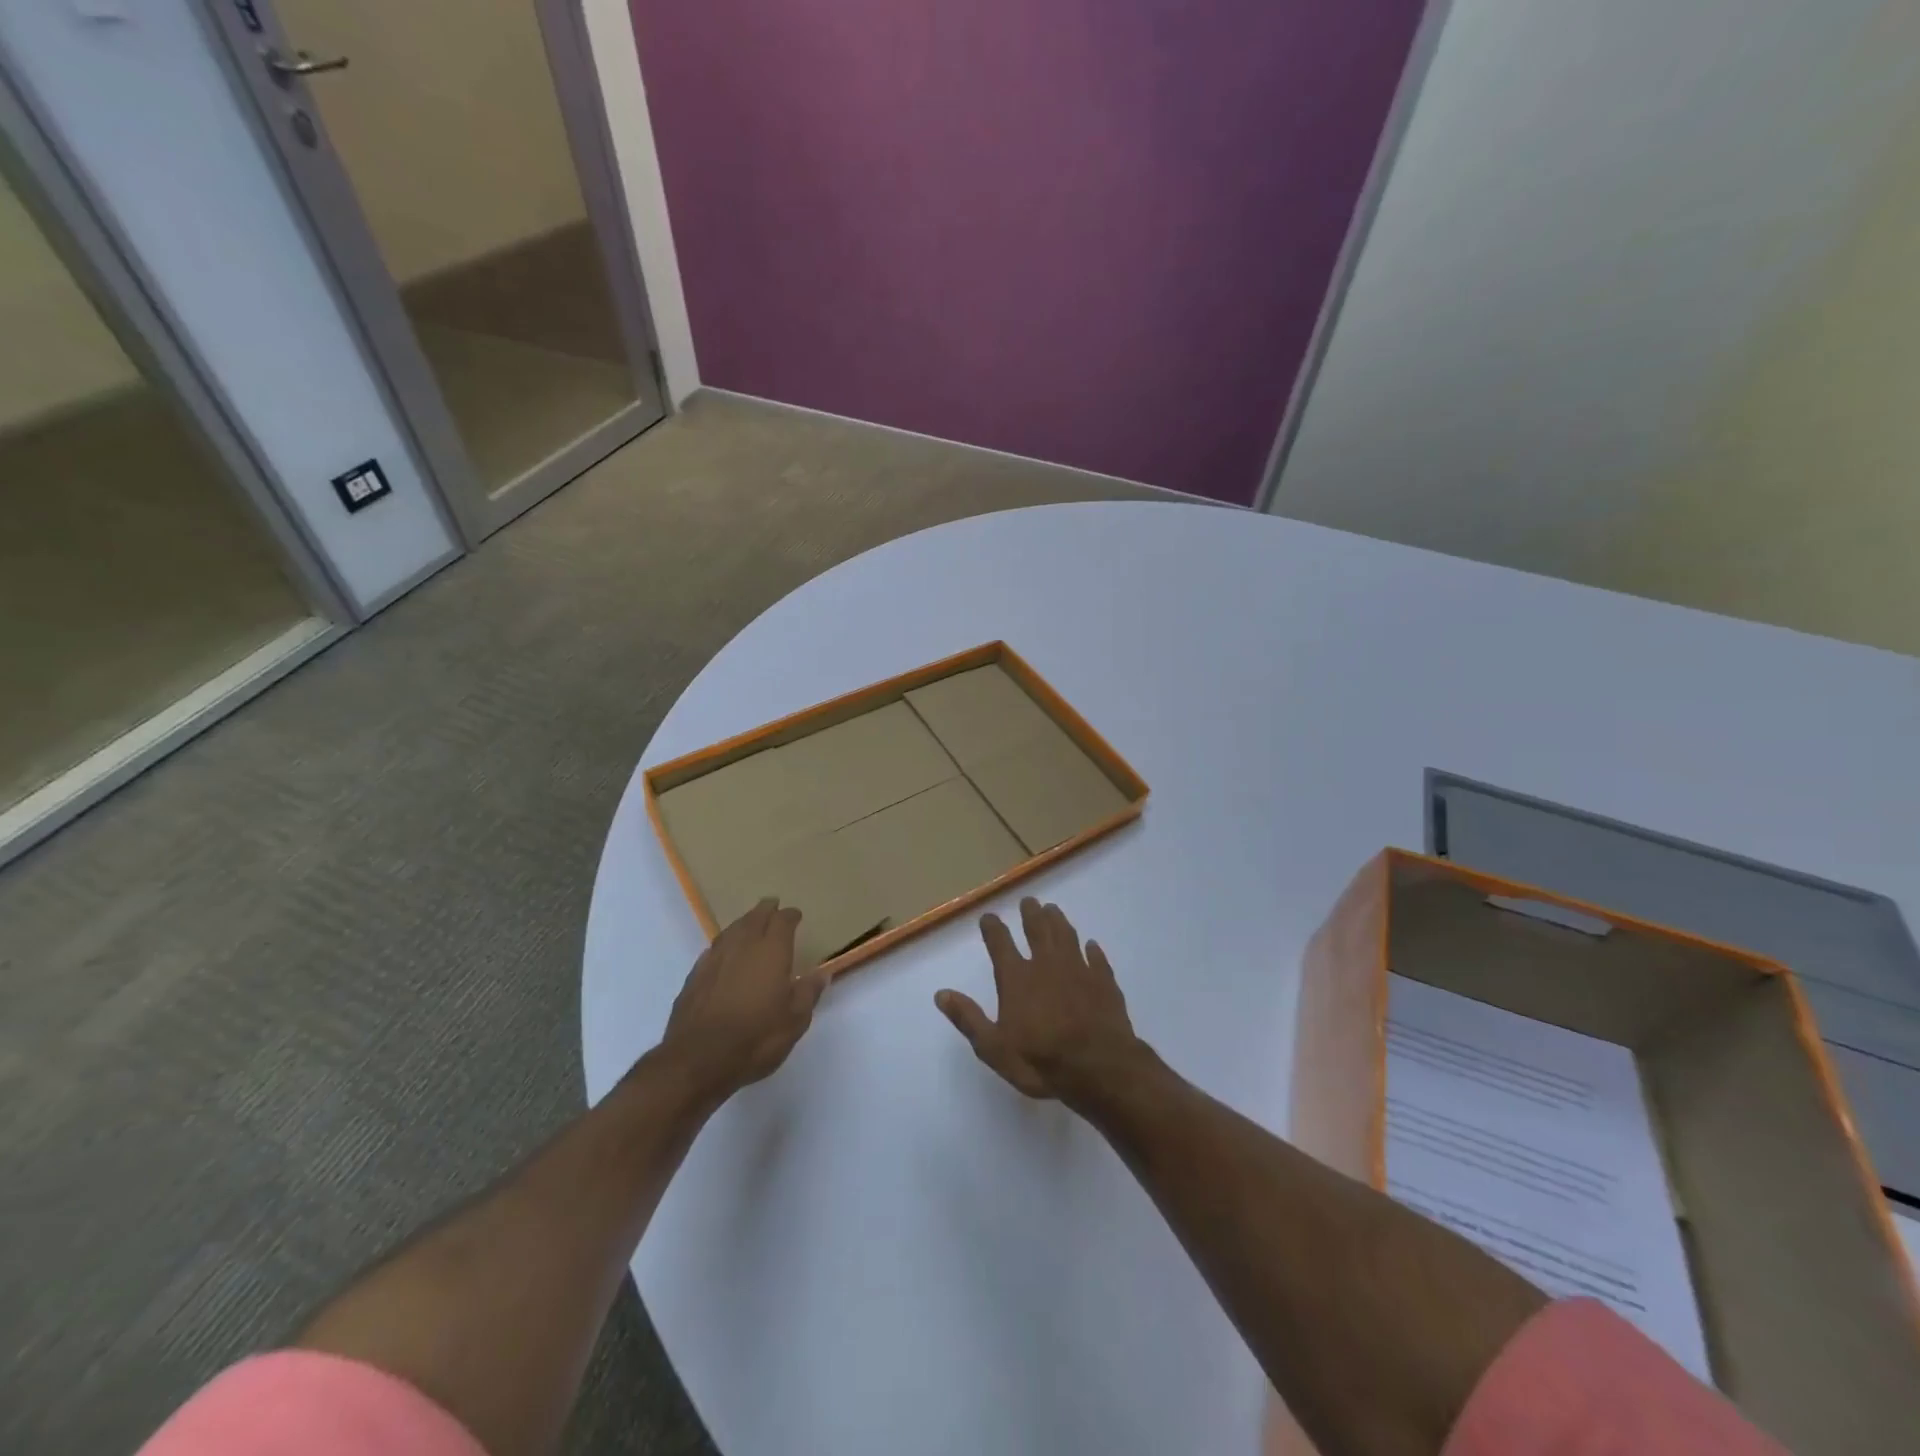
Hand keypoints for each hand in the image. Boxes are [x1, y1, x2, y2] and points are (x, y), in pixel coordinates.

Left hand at [660, 899, 826, 1102]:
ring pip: (731, 930)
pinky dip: (723, 945)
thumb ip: (808, 993)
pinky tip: (723, 952)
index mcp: (771, 951)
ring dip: (743, 923)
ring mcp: (714, 959)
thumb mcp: (795, 1021)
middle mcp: (742, 946)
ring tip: (749, 922)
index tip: (796, 915)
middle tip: (772, 905)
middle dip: (765, 910)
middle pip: (754, 918)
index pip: (782, 922)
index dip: (790, 916)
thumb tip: (822, 973)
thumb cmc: (756, 1038)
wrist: (698, 1060)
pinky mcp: (694, 976)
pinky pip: (713, 949)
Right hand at [935, 898, 1145, 1102]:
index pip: (1000, 943)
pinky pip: (1097, 959)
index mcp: (1017, 978)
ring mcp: (1079, 970)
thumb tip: (941, 994)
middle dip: (1031, 914)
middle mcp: (1047, 965)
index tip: (988, 916)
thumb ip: (968, 1018)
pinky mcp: (1104, 982)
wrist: (1099, 1068)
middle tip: (1029, 901)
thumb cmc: (1041, 1061)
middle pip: (1037, 930)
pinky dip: (1093, 950)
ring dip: (1058, 921)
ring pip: (1067, 936)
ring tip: (1053, 910)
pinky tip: (1092, 945)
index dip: (993, 928)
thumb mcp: (994, 1048)